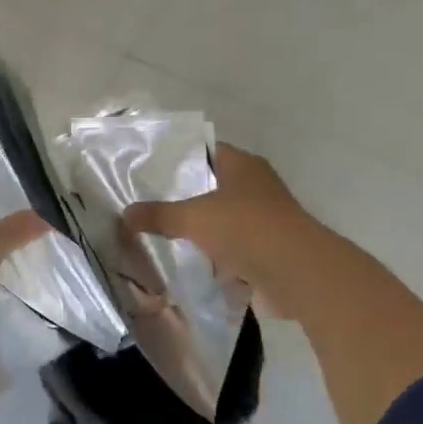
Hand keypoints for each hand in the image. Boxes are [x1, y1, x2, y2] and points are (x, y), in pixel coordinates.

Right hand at [122, 144, 329, 316]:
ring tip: (162, 235)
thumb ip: (158, 215)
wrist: (297, 273)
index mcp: (243, 165)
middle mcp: (256, 187)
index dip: (180, 157)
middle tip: (149, 202)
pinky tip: (189, 263)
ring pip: (223, 219)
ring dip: (201, 230)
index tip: (150, 168)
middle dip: (185, 196)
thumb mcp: (193, 218)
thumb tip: (124, 214)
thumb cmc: (246, 228)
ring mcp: (264, 220)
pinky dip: (215, 257)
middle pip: (213, 186)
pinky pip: (233, 249)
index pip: (207, 150)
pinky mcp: (267, 251)